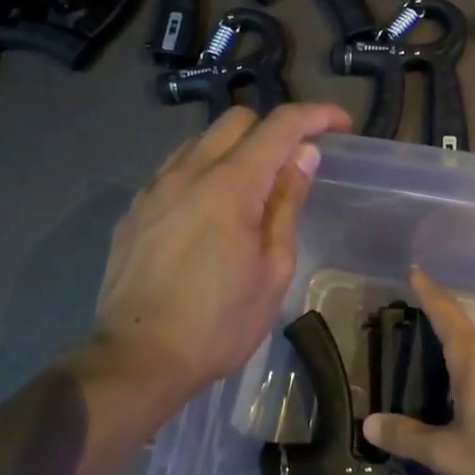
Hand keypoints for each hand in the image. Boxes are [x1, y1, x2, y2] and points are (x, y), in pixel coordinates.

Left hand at [92, 103, 350, 398]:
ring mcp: (154, 189)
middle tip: (293, 165)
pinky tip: (208, 213)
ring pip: (200, 142)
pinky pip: (174, 171)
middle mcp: (187, 172)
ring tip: (250, 192)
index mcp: (230, 185)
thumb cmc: (220, 323)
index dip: (316, 115)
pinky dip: (202, 174)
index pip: (280, 126)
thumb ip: (286, 204)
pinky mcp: (134, 210)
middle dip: (273, 129)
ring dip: (234, 150)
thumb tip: (302, 156)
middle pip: (236, 119)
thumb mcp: (272, 270)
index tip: (340, 124)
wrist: (139, 359)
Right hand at [361, 268, 474, 474]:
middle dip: (446, 356)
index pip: (448, 316)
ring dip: (470, 383)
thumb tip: (370, 424)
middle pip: (468, 347)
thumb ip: (408, 437)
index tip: (416, 271)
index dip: (429, 293)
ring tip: (451, 411)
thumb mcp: (448, 455)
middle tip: (422, 372)